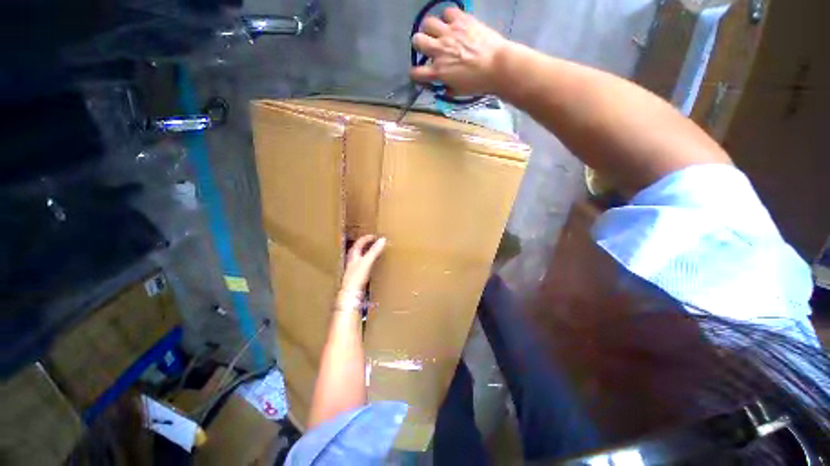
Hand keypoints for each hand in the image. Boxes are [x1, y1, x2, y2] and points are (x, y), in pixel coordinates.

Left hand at [339, 235, 386, 308]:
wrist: (351, 294)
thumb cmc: (357, 276)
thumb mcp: (367, 261)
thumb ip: (374, 250)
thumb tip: (383, 239)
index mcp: (353, 255)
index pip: (359, 243)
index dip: (366, 238)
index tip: (375, 236)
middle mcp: (352, 260)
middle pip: (357, 249)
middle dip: (365, 244)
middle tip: (374, 242)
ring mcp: (353, 268)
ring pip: (359, 257)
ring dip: (366, 252)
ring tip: (373, 251)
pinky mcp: (356, 276)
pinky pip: (362, 264)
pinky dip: (367, 260)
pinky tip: (371, 264)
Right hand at [410, 7, 508, 95]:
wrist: (497, 65)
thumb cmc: (478, 83)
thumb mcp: (458, 91)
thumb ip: (447, 87)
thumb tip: (442, 86)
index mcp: (438, 72)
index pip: (416, 73)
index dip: (414, 74)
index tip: (418, 74)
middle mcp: (439, 50)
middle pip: (417, 41)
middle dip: (420, 45)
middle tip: (429, 47)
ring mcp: (449, 33)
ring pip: (428, 23)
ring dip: (432, 29)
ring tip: (440, 33)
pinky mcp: (461, 20)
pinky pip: (448, 12)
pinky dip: (448, 17)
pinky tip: (454, 24)